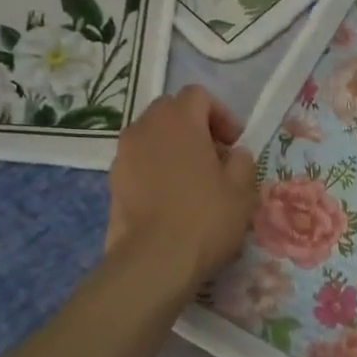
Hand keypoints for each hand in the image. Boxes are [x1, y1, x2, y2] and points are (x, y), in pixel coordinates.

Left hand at [104, 86, 256, 293]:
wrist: (155, 261)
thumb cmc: (206, 217)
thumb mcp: (243, 189)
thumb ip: (242, 161)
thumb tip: (234, 155)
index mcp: (179, 121)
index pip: (198, 95)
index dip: (221, 114)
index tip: (234, 144)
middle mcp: (145, 128)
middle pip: (171, 111)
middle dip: (195, 127)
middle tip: (216, 158)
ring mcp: (124, 155)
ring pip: (152, 136)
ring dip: (174, 148)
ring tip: (194, 181)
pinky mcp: (113, 182)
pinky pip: (139, 161)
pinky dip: (157, 168)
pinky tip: (173, 199)